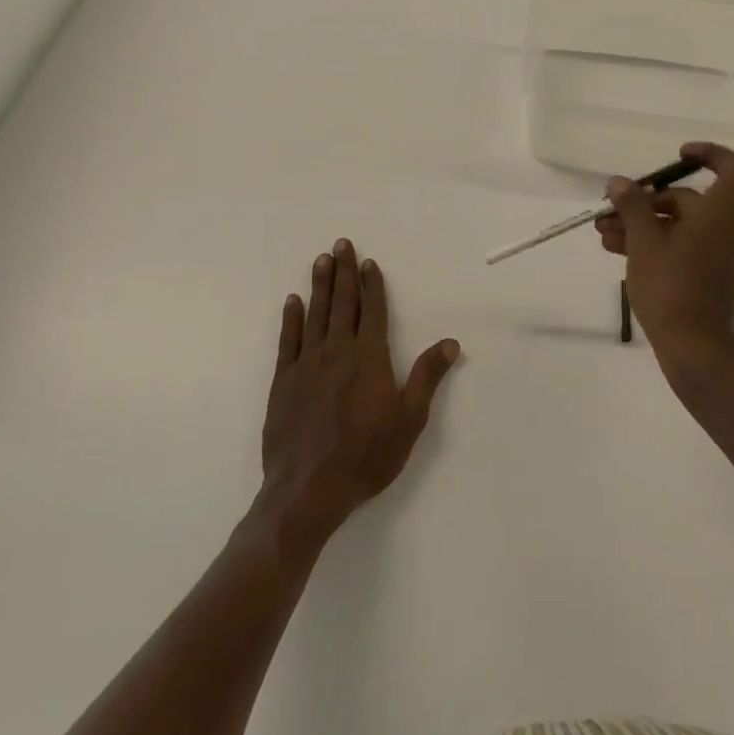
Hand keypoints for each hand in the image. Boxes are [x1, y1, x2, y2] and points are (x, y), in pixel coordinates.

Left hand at [259, 239, 459, 541]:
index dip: (371, 284)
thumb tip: (450, 342)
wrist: (308, 490)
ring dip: (319, 285)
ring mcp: (307, 364)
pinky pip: (288, 341)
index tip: (368, 262)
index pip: (372, 310)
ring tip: (321, 260)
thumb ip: (427, 377)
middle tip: (340, 244)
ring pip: (315, 314)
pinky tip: (292, 302)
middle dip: (343, 272)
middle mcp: (337, 351)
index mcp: (369, 357)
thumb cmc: (366, 456)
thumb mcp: (409, 420)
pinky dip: (291, 319)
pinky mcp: (283, 382)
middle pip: (342, 303)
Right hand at [596, 141, 733, 391]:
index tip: (677, 157)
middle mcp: (731, 230)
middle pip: (691, 200)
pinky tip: (620, 252)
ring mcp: (724, 257)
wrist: (697, 353)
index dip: (709, 154)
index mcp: (724, 214)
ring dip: (644, 226)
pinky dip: (657, 245)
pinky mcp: (714, 278)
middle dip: (647, 203)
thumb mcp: (644, 242)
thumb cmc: (672, 288)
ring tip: (604, 235)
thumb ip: (633, 206)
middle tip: (610, 212)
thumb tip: (621, 182)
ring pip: (682, 227)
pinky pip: (686, 248)